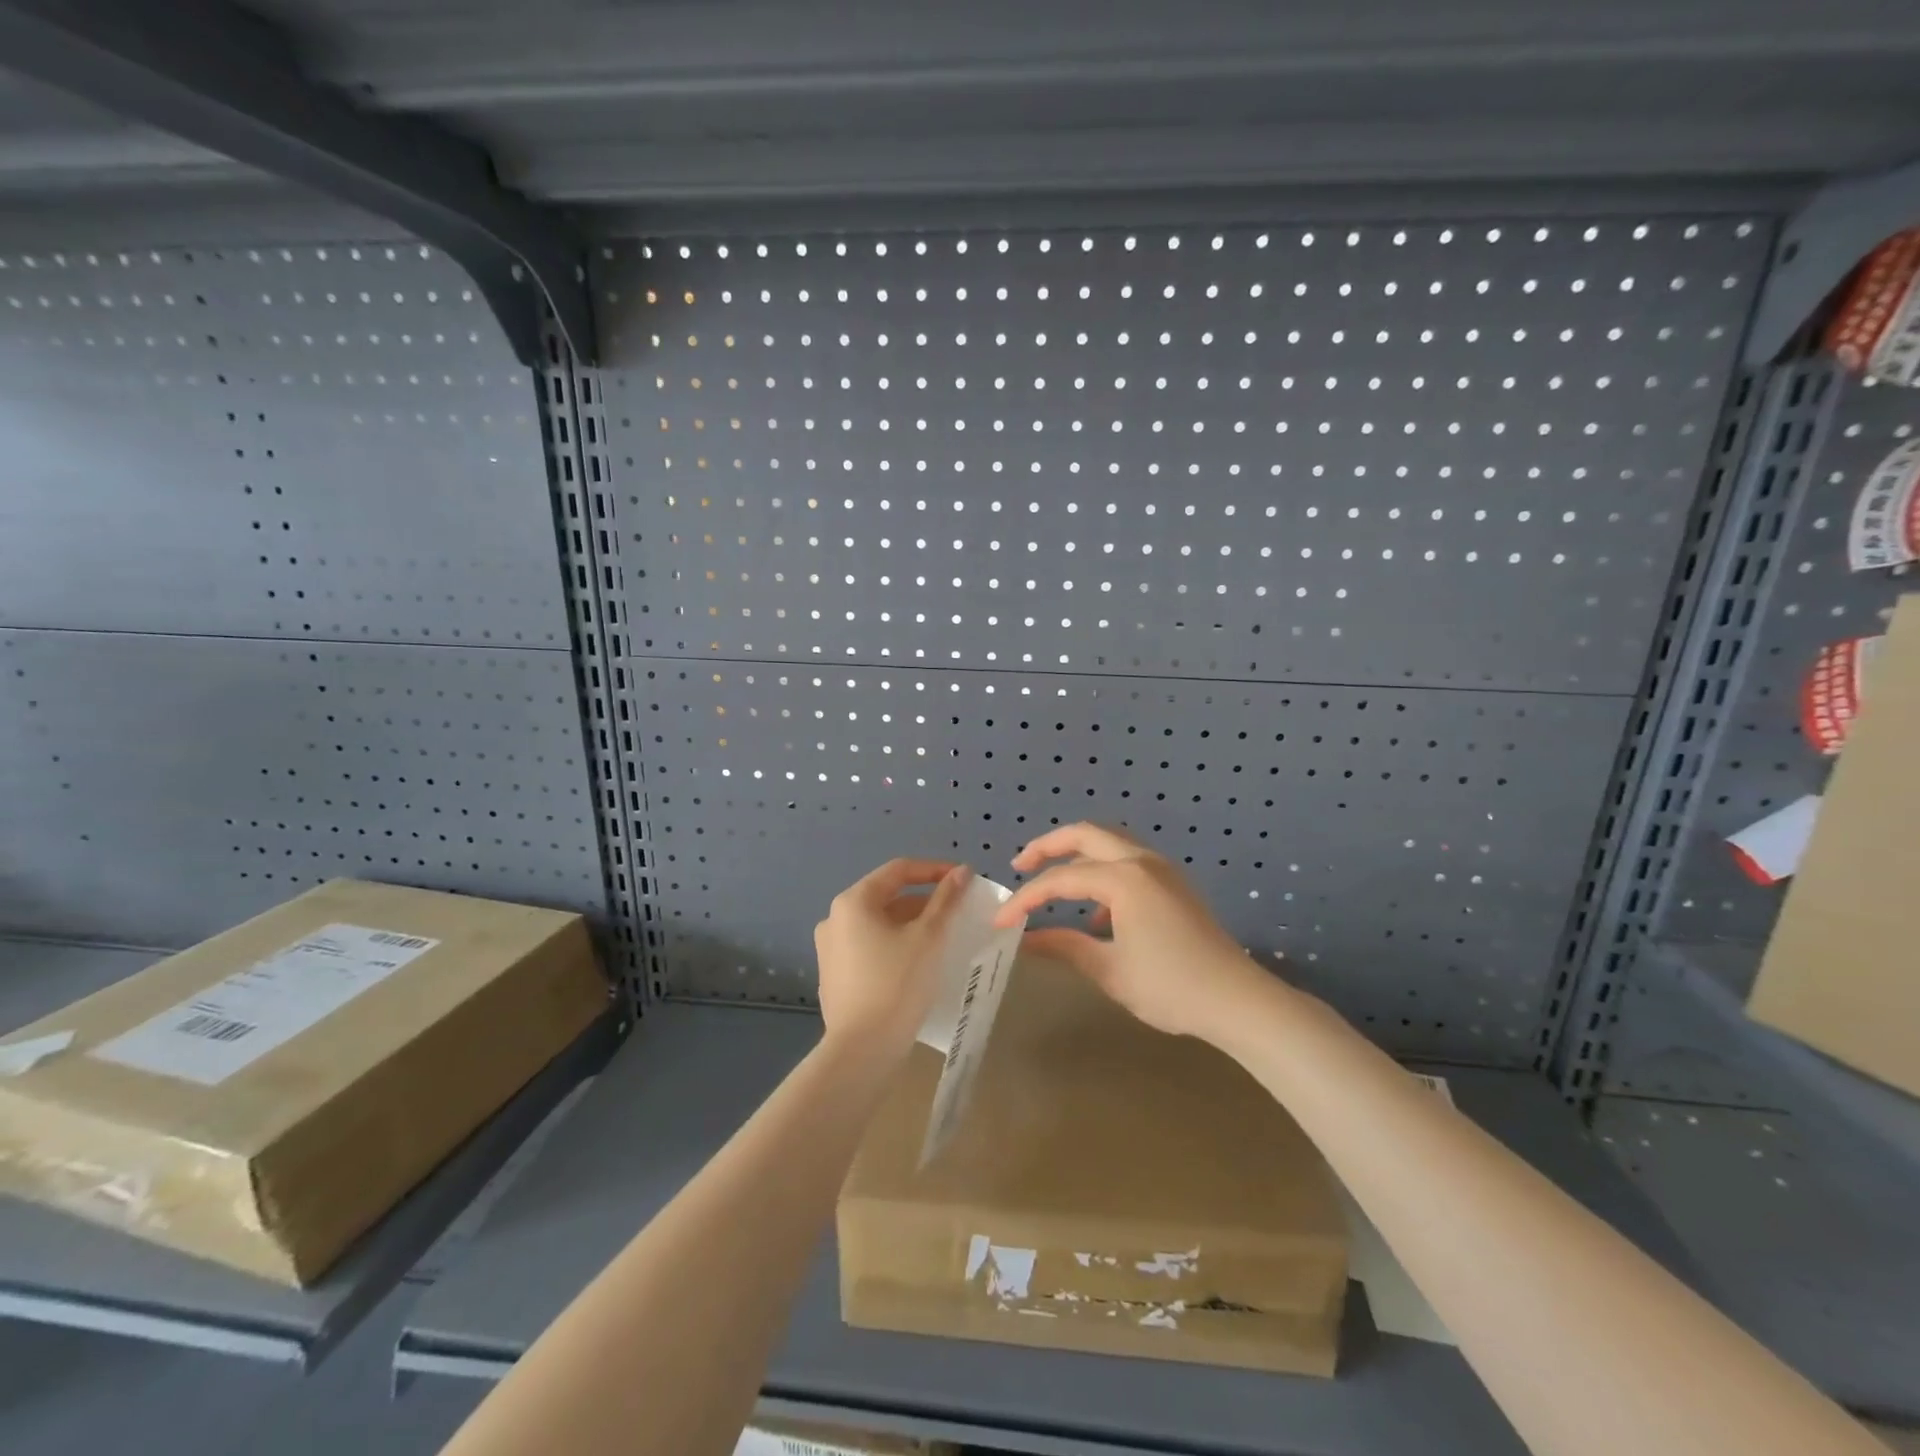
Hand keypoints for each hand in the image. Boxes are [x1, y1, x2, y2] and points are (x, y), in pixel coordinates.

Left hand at [815, 859, 972, 1055]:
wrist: (861, 1051)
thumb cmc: (897, 984)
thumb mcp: (928, 938)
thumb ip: (945, 900)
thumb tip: (961, 872)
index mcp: (853, 902)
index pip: (898, 870)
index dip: (933, 870)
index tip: (963, 880)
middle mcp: (834, 919)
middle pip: (886, 897)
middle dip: (923, 901)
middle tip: (956, 912)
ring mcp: (830, 949)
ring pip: (878, 924)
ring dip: (910, 925)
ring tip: (941, 938)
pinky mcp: (834, 976)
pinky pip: (869, 948)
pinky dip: (893, 946)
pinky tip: (916, 964)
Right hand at [993, 823, 1271, 1042]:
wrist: (1237, 1000)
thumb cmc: (1170, 987)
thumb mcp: (1109, 969)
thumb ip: (1064, 946)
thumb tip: (1024, 940)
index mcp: (1124, 878)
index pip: (1061, 879)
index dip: (1026, 898)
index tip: (1001, 920)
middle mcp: (1142, 861)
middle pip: (1085, 834)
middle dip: (1048, 846)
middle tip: (1020, 864)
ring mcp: (1162, 869)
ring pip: (1109, 843)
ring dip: (1077, 854)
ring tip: (1052, 882)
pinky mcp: (1174, 884)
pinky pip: (1128, 861)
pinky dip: (1103, 872)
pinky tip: (1098, 915)